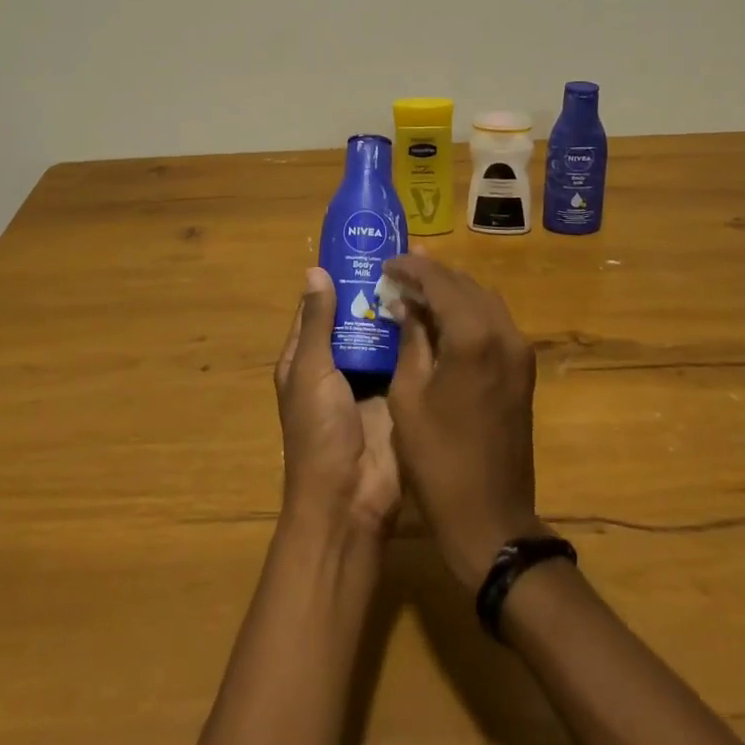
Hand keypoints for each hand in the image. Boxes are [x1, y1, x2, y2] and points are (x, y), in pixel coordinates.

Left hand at [275, 268, 399, 536]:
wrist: (352, 499)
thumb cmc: (319, 432)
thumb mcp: (310, 372)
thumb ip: (317, 323)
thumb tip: (316, 270)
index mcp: (306, 358)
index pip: (319, 307)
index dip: (336, 279)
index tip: (362, 246)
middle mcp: (337, 364)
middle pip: (355, 318)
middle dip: (374, 290)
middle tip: (404, 253)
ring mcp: (370, 379)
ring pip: (383, 334)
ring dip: (398, 309)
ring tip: (425, 271)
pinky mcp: (398, 392)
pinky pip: (406, 356)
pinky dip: (417, 334)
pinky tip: (438, 307)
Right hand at [383, 254, 544, 591]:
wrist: (490, 517)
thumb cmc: (437, 459)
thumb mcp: (408, 395)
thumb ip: (411, 340)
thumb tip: (406, 305)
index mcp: (473, 336)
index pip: (440, 281)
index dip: (411, 268)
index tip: (386, 264)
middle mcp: (503, 332)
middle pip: (465, 284)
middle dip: (431, 275)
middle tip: (398, 273)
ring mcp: (519, 350)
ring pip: (482, 300)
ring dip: (451, 291)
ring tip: (416, 290)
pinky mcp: (523, 368)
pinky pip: (493, 322)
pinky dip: (467, 311)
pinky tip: (442, 319)